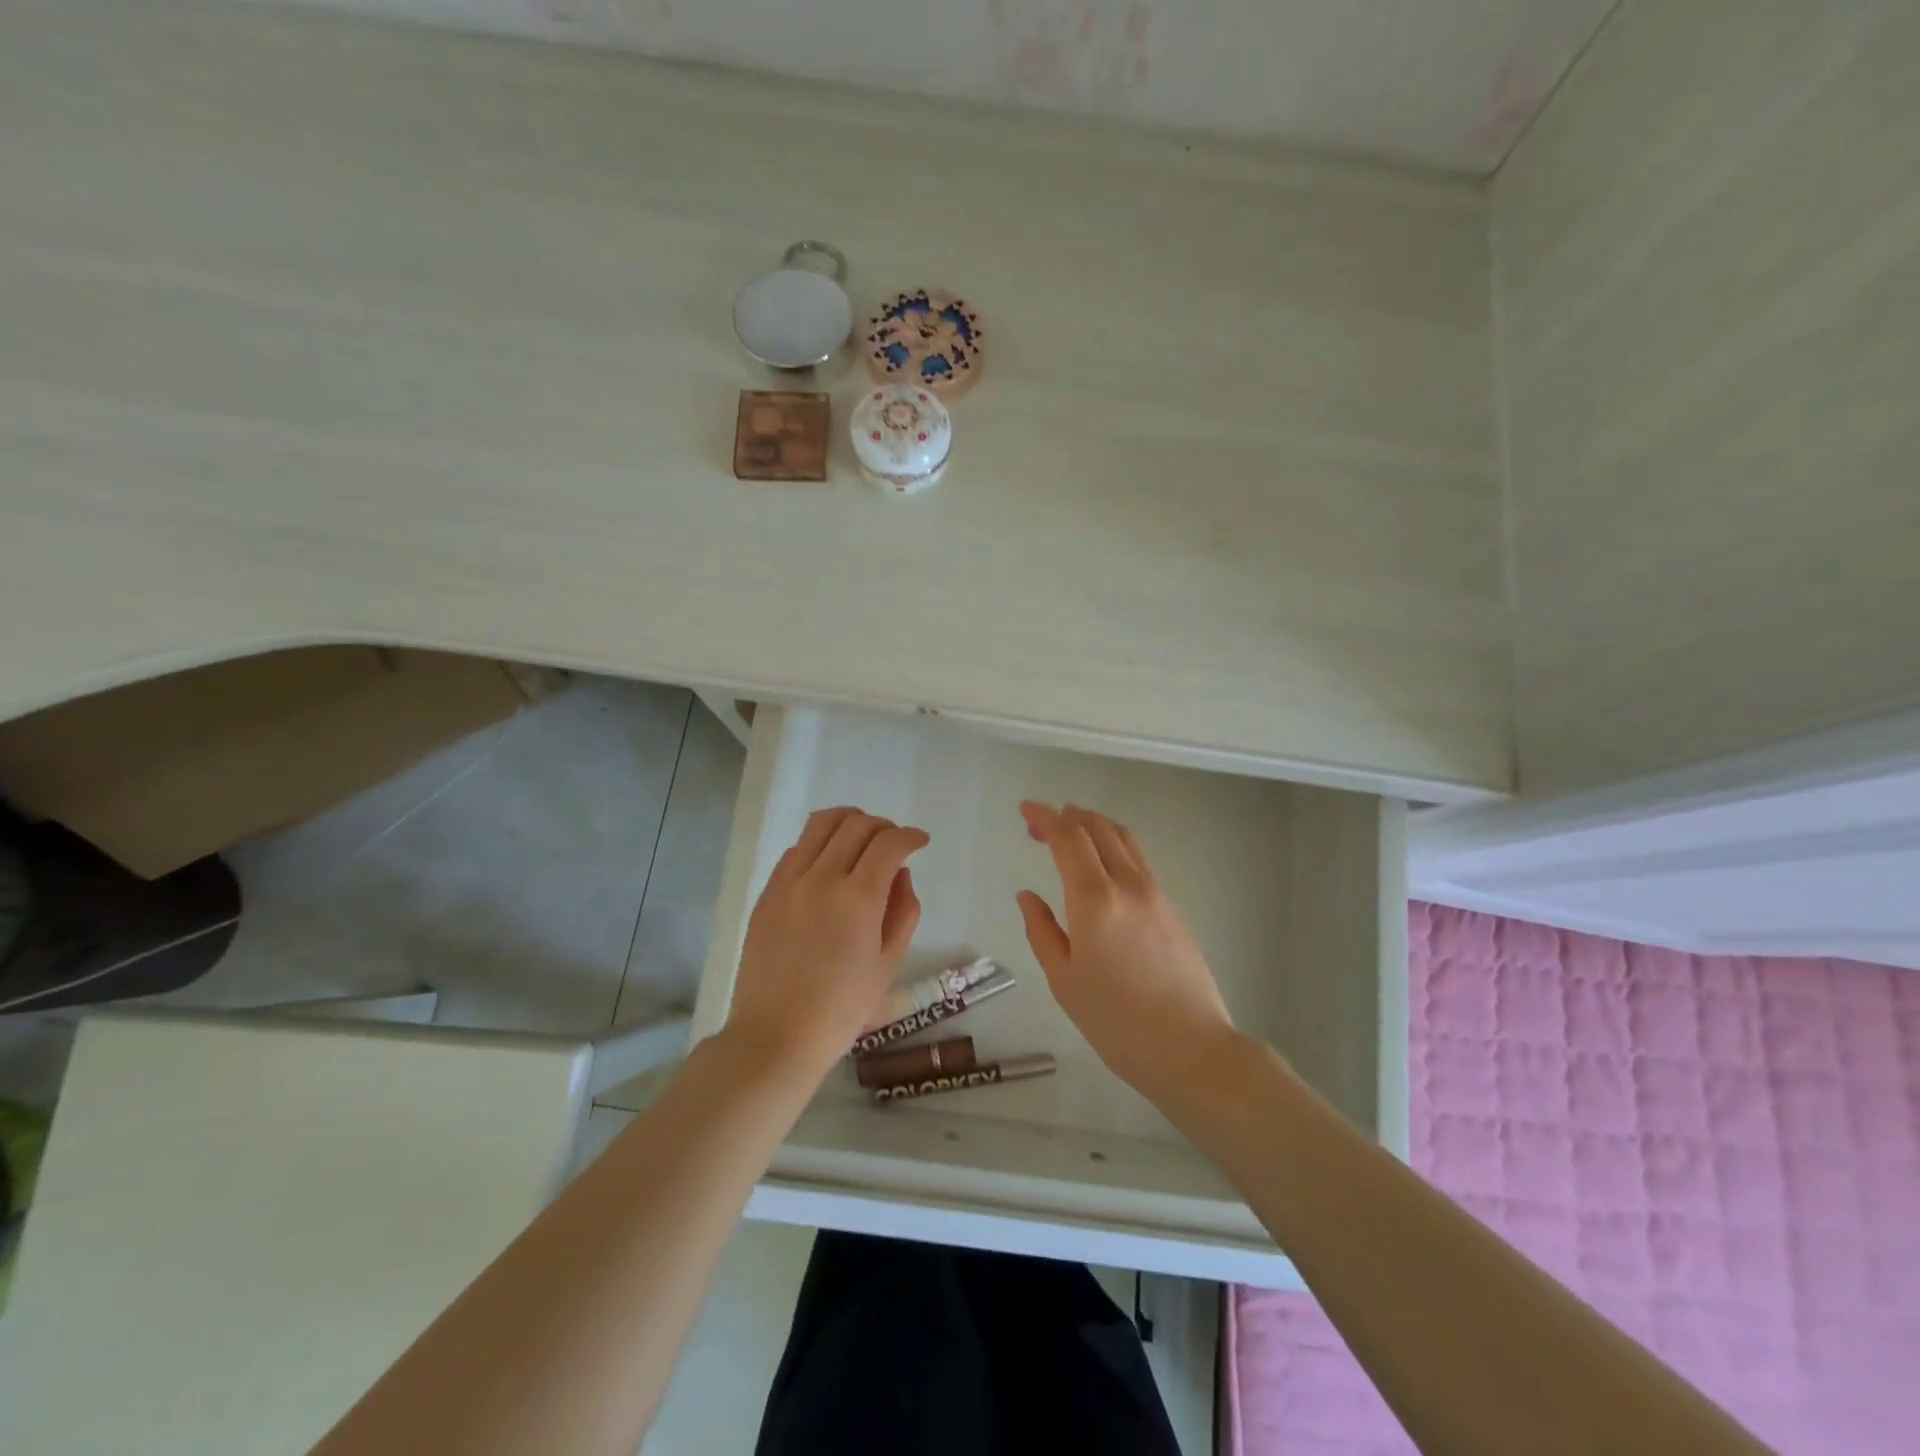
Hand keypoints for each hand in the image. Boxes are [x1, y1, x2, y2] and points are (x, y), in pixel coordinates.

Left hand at [725, 807, 929, 1076]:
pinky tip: (828, 865)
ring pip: (821, 824)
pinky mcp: (767, 892)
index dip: (910, 836)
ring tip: (861, 840)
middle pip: (856, 824)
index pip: (889, 843)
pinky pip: (797, 848)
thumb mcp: (888, 963)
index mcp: (858, 898)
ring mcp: (788, 882)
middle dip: (883, 827)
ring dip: (849, 822)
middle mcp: (821, 878)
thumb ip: (903, 911)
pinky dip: (819, 844)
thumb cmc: (841, 1009)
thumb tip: (899, 874)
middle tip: (894, 844)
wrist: (775, 1036)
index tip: (920, 842)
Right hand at [1016, 801, 1234, 1101]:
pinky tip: (1103, 863)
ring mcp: (1156, 894)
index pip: (1068, 838)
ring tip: (1072, 829)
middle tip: (1041, 822)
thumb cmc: (1116, 1022)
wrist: (1191, 1048)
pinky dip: (1114, 845)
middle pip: (1099, 829)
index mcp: (1095, 899)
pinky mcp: (1172, 908)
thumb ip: (1042, 931)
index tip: (1025, 810)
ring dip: (1095, 825)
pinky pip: (1138, 859)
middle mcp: (1128, 884)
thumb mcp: (1065, 981)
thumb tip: (1028, 896)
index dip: (1045, 817)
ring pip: (1124, 839)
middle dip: (1067, 816)